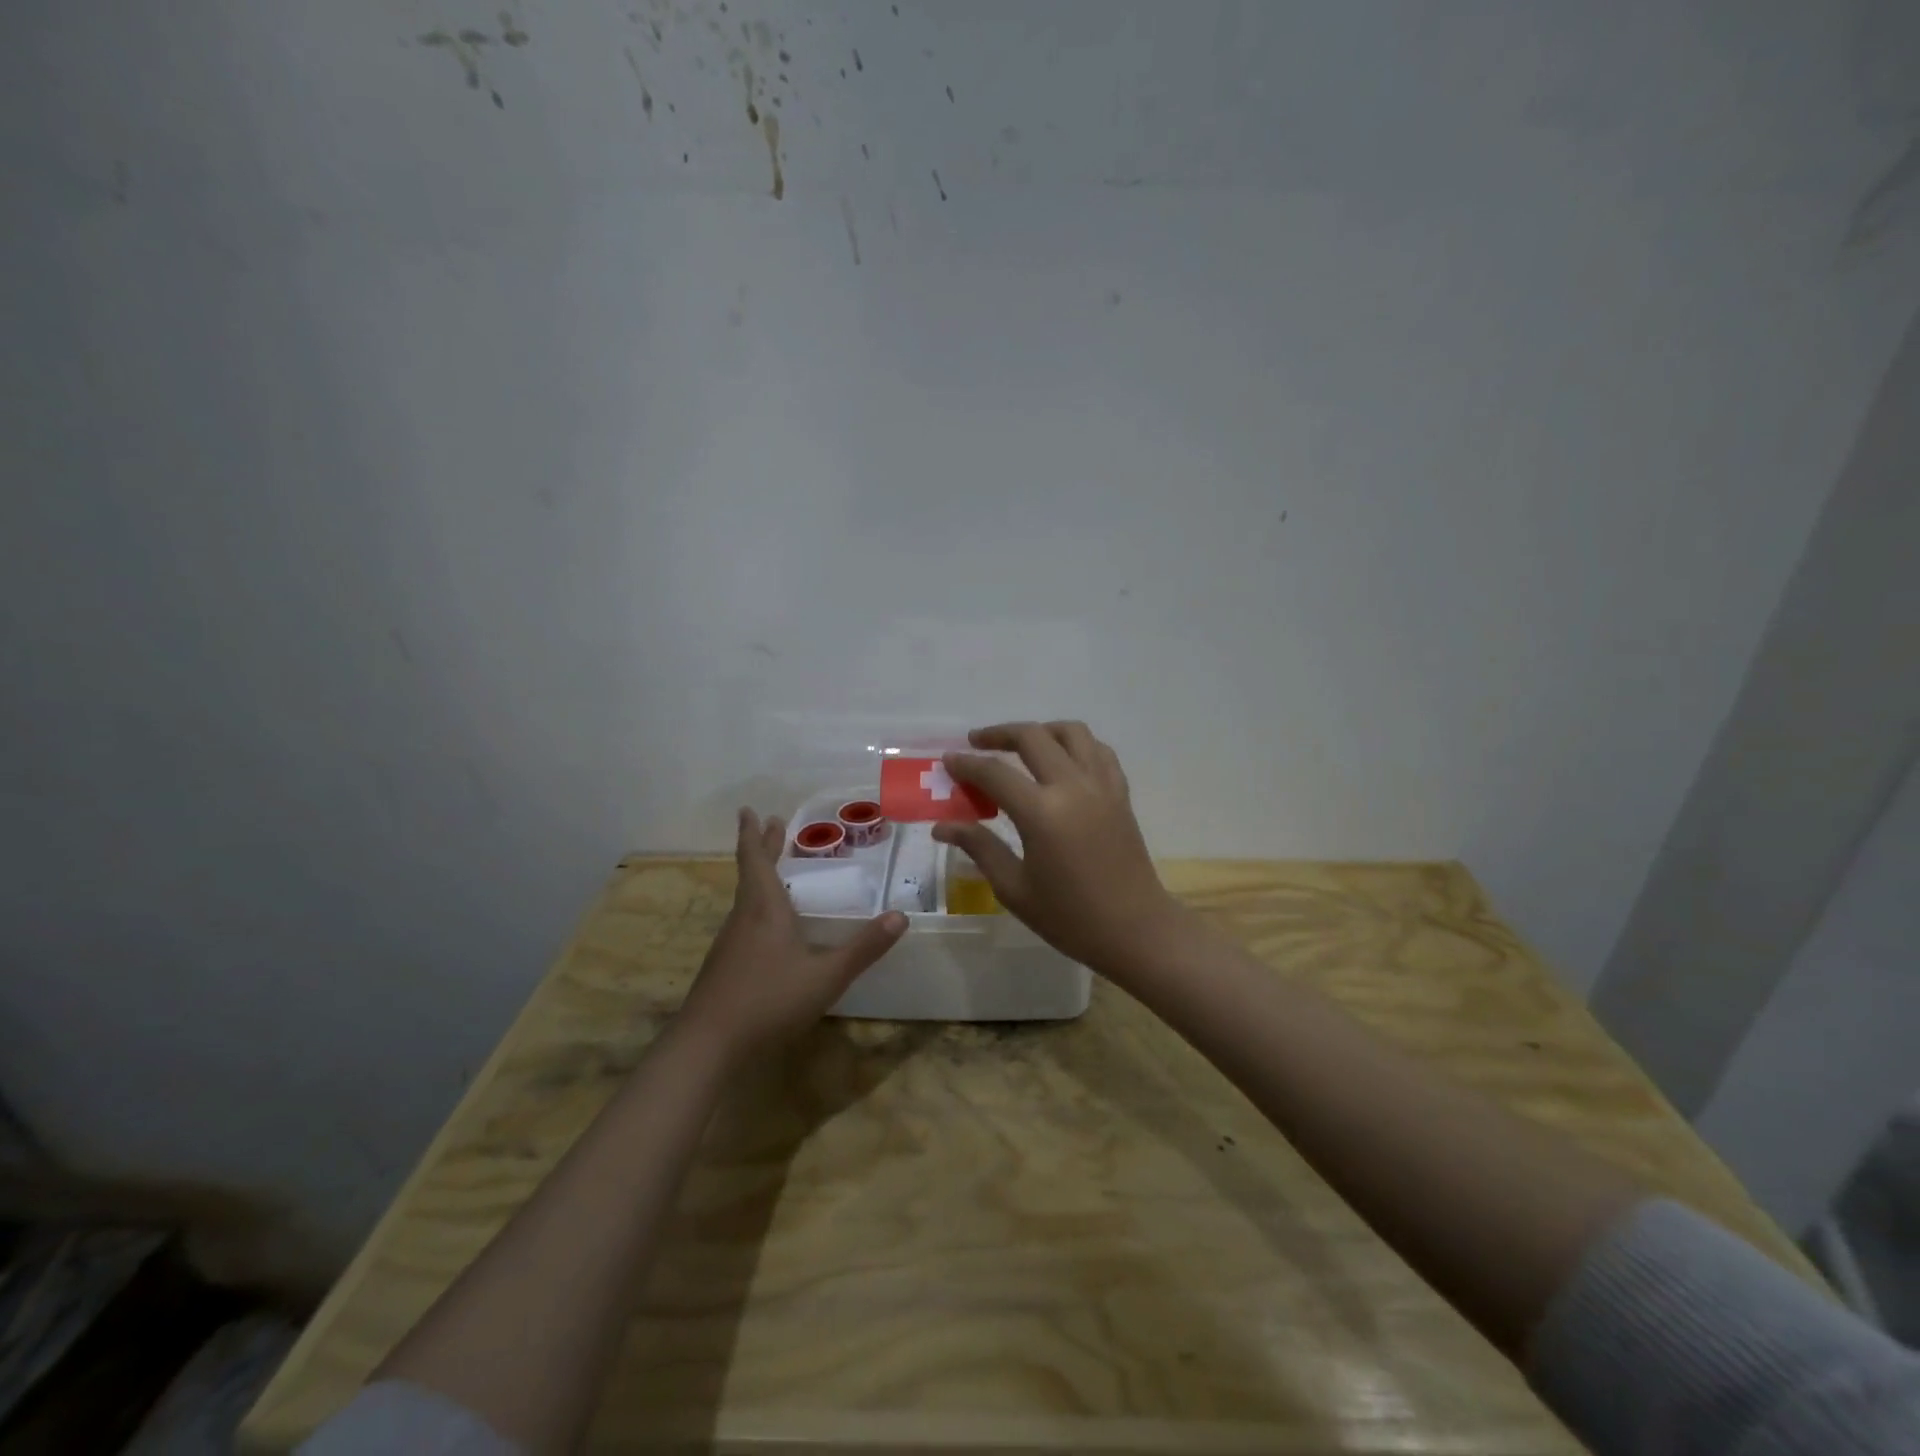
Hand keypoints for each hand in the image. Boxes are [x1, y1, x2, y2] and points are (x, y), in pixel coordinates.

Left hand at [678, 809, 907, 1061]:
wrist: (708, 1045)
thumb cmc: (769, 1000)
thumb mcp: (826, 976)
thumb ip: (863, 948)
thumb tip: (901, 917)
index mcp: (764, 908)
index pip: (756, 859)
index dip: (753, 833)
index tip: (749, 810)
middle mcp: (743, 918)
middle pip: (751, 873)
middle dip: (763, 848)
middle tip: (772, 825)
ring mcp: (730, 943)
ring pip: (746, 899)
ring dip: (761, 877)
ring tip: (778, 872)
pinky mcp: (725, 966)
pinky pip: (745, 922)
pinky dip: (758, 908)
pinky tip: (770, 928)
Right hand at [934, 722, 1191, 982]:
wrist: (1135, 929)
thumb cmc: (1069, 917)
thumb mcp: (1014, 888)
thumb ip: (979, 847)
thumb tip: (942, 826)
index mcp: (1042, 812)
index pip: (994, 773)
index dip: (966, 764)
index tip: (948, 760)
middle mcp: (1072, 786)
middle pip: (1032, 737)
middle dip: (999, 734)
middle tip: (976, 742)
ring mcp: (1101, 785)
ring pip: (1071, 732)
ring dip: (1041, 730)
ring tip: (1021, 744)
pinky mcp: (1120, 792)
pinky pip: (1098, 751)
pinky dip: (1076, 745)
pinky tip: (1062, 760)